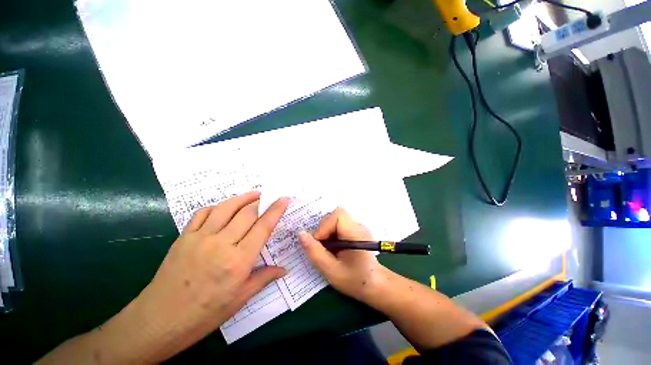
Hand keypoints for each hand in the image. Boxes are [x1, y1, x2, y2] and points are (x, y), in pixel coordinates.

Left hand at [61, 192, 290, 363]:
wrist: (159, 320)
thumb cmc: (205, 313)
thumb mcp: (240, 299)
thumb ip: (264, 278)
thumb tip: (284, 269)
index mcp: (239, 260)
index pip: (263, 227)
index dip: (276, 210)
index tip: (284, 199)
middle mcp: (222, 243)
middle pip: (247, 212)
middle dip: (262, 201)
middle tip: (270, 196)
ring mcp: (200, 237)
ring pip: (226, 207)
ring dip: (243, 197)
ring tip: (254, 194)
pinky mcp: (184, 237)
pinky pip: (203, 213)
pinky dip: (217, 206)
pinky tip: (224, 207)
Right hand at [298, 208, 384, 301]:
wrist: (377, 286)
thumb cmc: (356, 281)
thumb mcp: (332, 271)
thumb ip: (315, 252)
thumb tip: (301, 234)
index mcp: (356, 233)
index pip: (337, 216)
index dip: (324, 227)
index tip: (319, 244)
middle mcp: (358, 226)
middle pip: (335, 216)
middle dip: (324, 230)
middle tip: (322, 248)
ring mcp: (357, 227)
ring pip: (335, 220)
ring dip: (327, 233)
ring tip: (328, 250)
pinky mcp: (355, 231)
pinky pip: (339, 226)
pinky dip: (331, 235)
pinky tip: (333, 249)